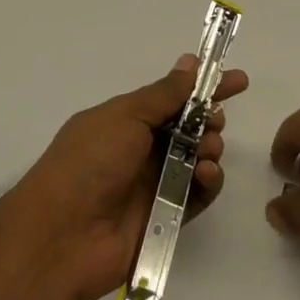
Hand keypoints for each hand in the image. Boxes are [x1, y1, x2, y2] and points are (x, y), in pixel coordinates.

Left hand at [4, 54, 248, 299]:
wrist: (61, 236)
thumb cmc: (87, 163)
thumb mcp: (124, 116)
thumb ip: (163, 94)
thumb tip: (190, 62)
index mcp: (125, 120)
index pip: (171, 97)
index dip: (203, 86)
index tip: (238, 80)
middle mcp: (140, 149)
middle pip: (188, 128)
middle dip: (209, 118)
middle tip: (215, 120)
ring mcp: (154, 184)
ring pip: (197, 158)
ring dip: (209, 147)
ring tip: (207, 149)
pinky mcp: (167, 216)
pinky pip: (198, 194)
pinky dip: (208, 181)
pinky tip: (206, 174)